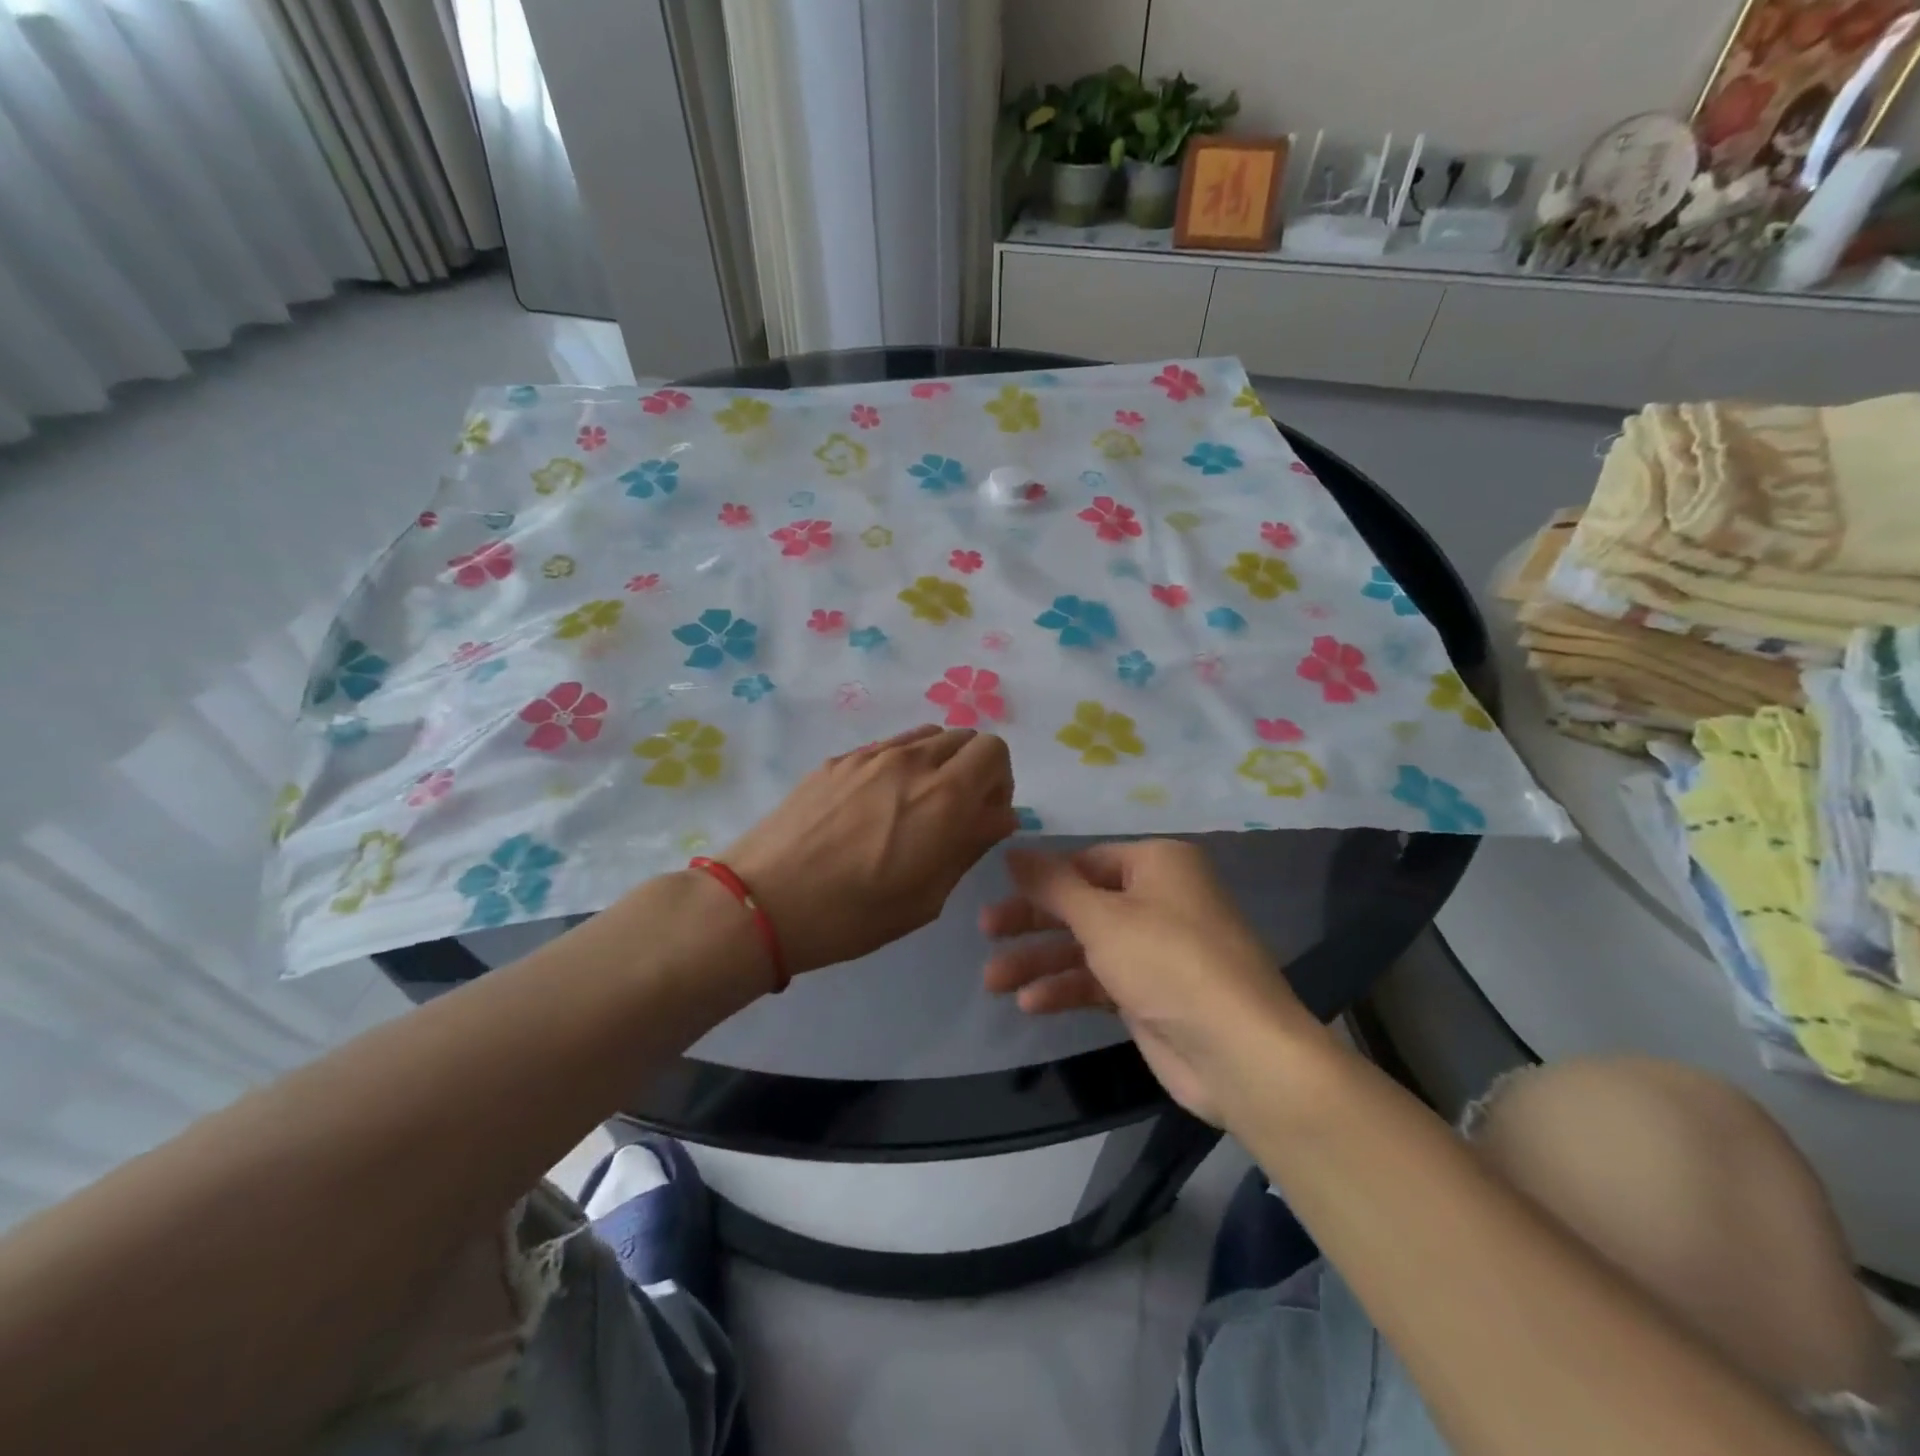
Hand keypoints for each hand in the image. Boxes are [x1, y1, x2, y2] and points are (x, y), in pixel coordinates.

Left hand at [724, 725, 1015, 975]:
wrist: (764, 901)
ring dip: (937, 764)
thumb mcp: (928, 895)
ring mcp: (870, 755)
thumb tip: (999, 816)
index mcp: (944, 796)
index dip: (999, 781)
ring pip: (925, 737)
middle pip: (963, 737)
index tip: (984, 815)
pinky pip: (887, 748)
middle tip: (954, 813)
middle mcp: (912, 762)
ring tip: (914, 807)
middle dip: (972, 770)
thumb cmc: (854, 914)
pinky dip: (900, 765)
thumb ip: (970, 845)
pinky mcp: (837, 760)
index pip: (994, 751)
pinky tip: (874, 807)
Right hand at [980, 839, 1319, 1122]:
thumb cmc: (1168, 961)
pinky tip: (1030, 1004)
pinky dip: (1067, 989)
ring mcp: (1157, 949)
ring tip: (992, 981)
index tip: (998, 890)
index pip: (1087, 861)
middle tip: (985, 931)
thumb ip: (1052, 884)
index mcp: (1158, 864)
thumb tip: (1013, 851)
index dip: (1042, 877)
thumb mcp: (1102, 917)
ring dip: (1041, 962)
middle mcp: (1160, 899)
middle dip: (1033, 921)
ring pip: (1087, 946)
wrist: (1239, 1052)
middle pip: (1082, 903)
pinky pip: (1100, 981)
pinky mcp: (1152, 994)